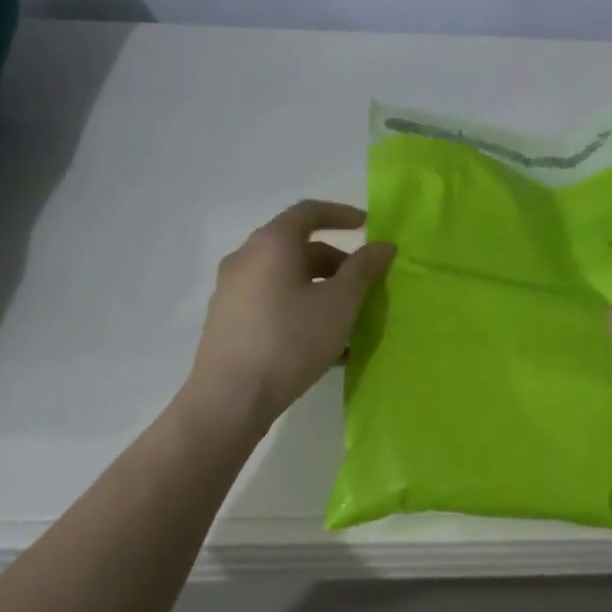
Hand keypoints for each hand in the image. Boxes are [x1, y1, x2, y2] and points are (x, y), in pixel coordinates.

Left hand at [191, 201, 395, 422]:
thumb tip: (382, 245)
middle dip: (336, 262)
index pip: (309, 211)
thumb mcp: (339, 304)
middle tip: (365, 284)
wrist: (230, 399)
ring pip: (286, 278)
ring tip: (349, 321)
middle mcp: (245, 258)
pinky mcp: (228, 321)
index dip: (341, 215)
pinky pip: (273, 302)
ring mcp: (232, 291)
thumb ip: (363, 270)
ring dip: (321, 290)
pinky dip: (301, 309)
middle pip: (297, 247)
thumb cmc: (290, 340)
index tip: (368, 227)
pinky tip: (325, 344)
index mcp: (271, 244)